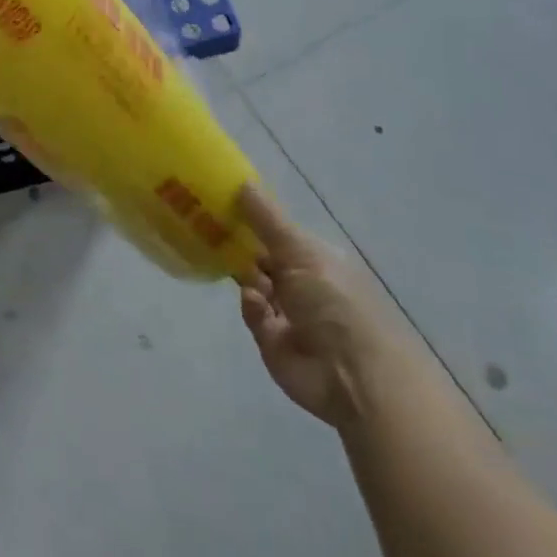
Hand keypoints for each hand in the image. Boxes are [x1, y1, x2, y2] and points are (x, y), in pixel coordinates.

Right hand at [237, 185, 417, 429]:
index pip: (276, 232)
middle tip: (202, 226)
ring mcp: (287, 312)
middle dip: (236, 244)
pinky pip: (252, 313)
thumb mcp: (300, 249)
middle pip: (260, 256)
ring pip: (251, 283)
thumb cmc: (334, 300)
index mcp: (315, 257)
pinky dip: (252, 307)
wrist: (354, 376)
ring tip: (230, 267)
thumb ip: (266, 218)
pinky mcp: (272, 340)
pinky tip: (258, 306)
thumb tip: (241, 179)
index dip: (249, 217)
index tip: (218, 202)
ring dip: (244, 275)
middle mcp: (302, 282)